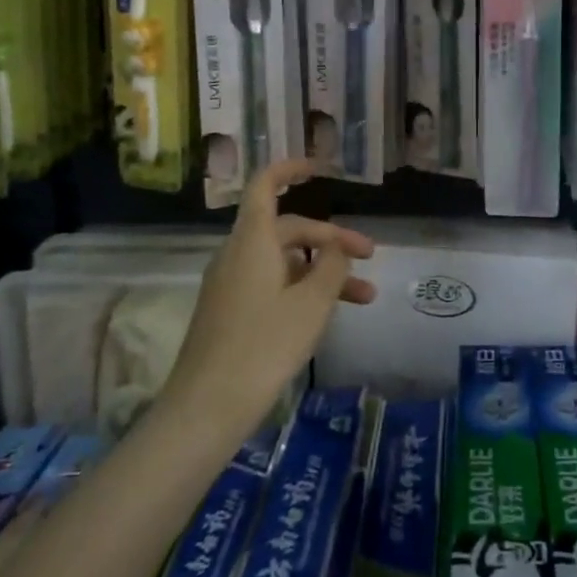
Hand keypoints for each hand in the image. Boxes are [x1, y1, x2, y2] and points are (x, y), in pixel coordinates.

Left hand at [161, 160, 375, 436]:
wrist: (207, 408)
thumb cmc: (264, 345)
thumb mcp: (313, 303)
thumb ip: (332, 266)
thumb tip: (336, 249)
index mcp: (253, 240)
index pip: (265, 185)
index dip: (291, 169)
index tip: (321, 169)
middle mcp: (239, 254)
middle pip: (289, 229)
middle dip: (332, 240)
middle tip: (370, 258)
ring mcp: (232, 284)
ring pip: (286, 262)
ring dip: (324, 272)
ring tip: (365, 296)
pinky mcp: (231, 311)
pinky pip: (273, 284)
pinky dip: (303, 289)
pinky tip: (329, 314)